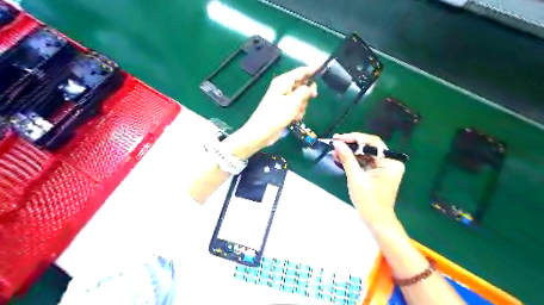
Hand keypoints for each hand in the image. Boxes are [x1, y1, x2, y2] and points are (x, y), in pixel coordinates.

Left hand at [239, 65, 318, 148]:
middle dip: (307, 92)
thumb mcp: (294, 101)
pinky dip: (297, 112)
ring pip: (300, 98)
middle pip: (301, 85)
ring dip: (302, 105)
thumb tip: (311, 86)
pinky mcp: (283, 109)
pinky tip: (295, 118)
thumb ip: (305, 91)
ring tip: (297, 112)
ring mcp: (283, 99)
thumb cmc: (277, 114)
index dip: (312, 69)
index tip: (323, 68)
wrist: (262, 131)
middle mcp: (283, 88)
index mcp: (284, 82)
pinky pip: (295, 107)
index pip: (301, 71)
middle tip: (313, 96)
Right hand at [330, 134, 405, 228]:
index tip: (339, 138)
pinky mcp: (379, 172)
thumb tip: (337, 143)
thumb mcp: (355, 178)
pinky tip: (341, 159)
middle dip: (351, 145)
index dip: (354, 138)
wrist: (376, 221)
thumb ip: (347, 158)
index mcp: (390, 162)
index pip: (372, 142)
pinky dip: (353, 160)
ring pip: (365, 154)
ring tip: (334, 152)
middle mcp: (390, 162)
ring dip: (350, 153)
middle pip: (369, 147)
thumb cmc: (368, 201)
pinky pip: (365, 162)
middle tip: (335, 144)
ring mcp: (385, 167)